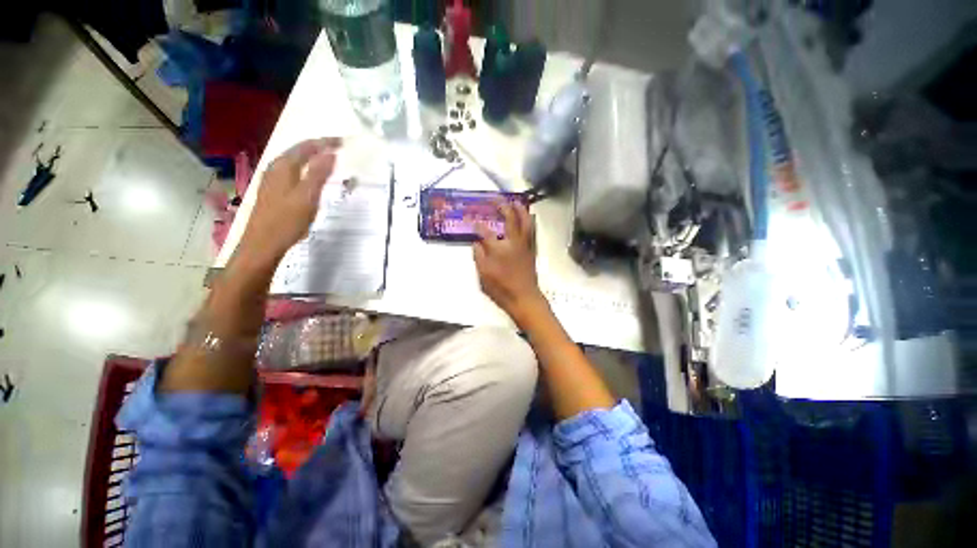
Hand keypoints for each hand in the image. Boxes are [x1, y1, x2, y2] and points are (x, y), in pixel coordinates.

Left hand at [239, 138, 341, 264]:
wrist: (263, 243)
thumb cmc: (287, 221)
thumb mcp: (307, 197)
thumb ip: (319, 174)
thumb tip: (330, 154)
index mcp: (283, 166)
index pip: (306, 146)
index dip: (324, 142)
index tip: (343, 142)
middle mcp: (275, 168)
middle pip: (297, 151)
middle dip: (317, 147)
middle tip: (337, 148)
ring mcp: (272, 179)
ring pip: (293, 160)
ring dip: (310, 157)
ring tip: (327, 159)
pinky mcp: (273, 191)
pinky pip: (291, 171)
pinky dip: (304, 168)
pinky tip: (310, 176)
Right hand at [474, 203, 548, 326]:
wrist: (524, 298)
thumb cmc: (501, 289)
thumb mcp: (483, 275)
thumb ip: (479, 256)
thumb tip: (476, 242)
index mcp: (498, 249)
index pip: (485, 231)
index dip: (476, 224)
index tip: (471, 218)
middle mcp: (513, 242)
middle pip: (509, 218)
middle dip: (501, 206)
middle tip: (495, 199)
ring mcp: (524, 245)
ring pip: (525, 221)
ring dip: (520, 209)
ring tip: (515, 201)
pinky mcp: (531, 249)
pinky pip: (532, 231)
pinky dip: (530, 221)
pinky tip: (528, 216)